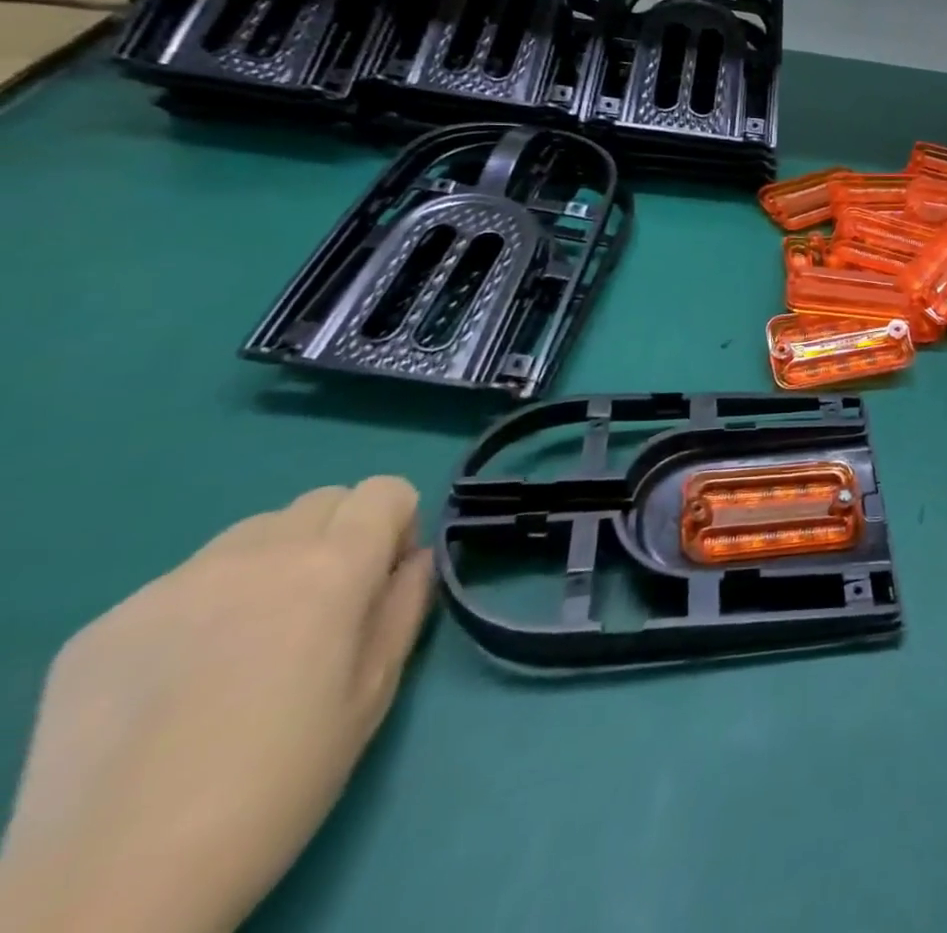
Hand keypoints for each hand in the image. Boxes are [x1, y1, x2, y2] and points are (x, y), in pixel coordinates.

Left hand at [0, 478, 434, 932]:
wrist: (111, 885)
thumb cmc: (280, 781)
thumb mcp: (375, 691)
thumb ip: (406, 605)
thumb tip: (412, 559)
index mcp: (333, 567)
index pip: (386, 490)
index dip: (397, 526)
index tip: (383, 580)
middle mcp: (256, 554)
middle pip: (322, 500)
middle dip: (339, 536)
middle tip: (325, 609)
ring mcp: (171, 585)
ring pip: (252, 533)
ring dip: (273, 562)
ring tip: (251, 640)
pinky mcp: (106, 623)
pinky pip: (184, 581)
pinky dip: (205, 604)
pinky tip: (183, 677)